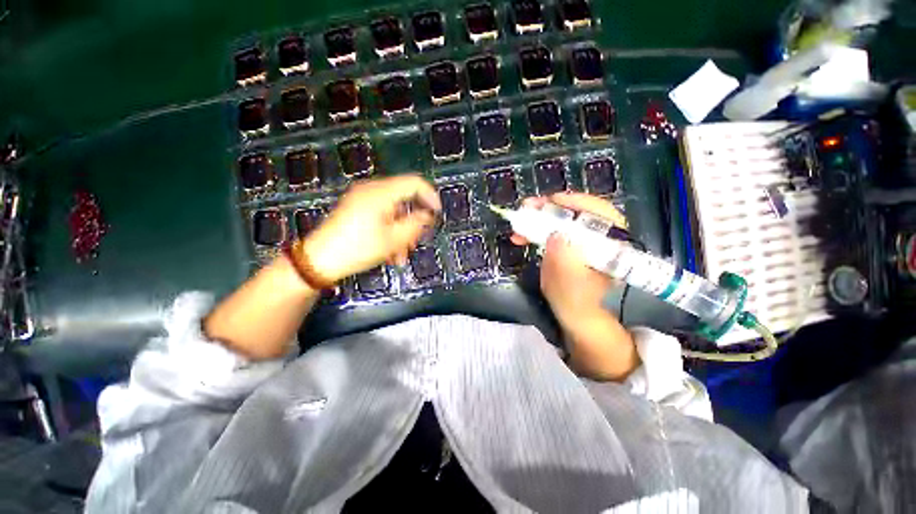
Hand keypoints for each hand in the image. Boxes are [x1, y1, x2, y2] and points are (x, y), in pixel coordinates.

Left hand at [300, 175, 440, 282]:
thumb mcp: (393, 239)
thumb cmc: (358, 249)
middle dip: (413, 221)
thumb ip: (416, 224)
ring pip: (394, 210)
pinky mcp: (356, 208)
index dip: (430, 196)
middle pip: (404, 198)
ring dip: (401, 231)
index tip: (437, 214)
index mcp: (381, 192)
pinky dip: (389, 230)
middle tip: (416, 242)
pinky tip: (389, 251)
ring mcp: (362, 198)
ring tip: (400, 254)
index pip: (414, 183)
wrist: (320, 260)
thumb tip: (427, 215)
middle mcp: (371, 189)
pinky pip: (382, 215)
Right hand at [512, 192, 638, 379]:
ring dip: (540, 217)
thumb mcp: (568, 285)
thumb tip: (555, 236)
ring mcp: (584, 240)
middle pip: (579, 212)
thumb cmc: (575, 302)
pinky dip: (538, 228)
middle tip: (528, 207)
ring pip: (564, 219)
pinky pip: (555, 229)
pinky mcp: (571, 244)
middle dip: (552, 208)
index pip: (602, 213)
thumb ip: (563, 263)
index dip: (577, 202)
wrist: (575, 314)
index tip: (552, 201)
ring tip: (520, 221)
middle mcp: (600, 238)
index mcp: (611, 246)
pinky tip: (524, 234)